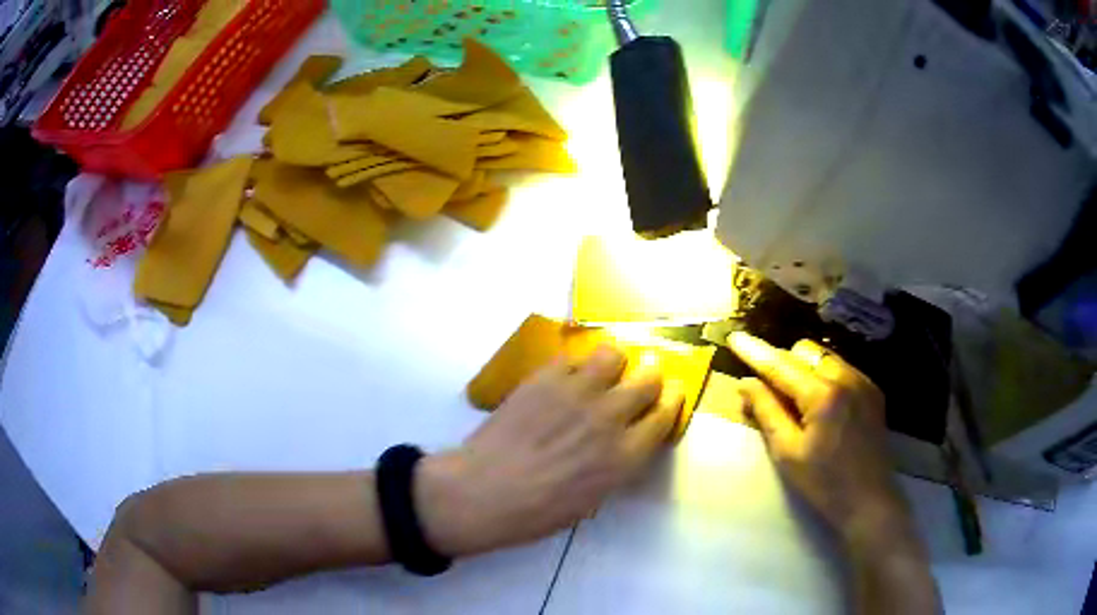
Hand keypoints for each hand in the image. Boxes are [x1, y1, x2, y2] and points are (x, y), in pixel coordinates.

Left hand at [415, 345, 684, 556]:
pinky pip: (572, 358)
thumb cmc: (537, 512)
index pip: (665, 414)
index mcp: (626, 456)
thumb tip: (624, 441)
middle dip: (650, 377)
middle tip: (641, 378)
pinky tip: (563, 379)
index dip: (672, 400)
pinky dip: (574, 366)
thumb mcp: (592, 498)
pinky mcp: (545, 378)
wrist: (484, 491)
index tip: (671, 393)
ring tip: (602, 372)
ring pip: (613, 354)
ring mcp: (577, 392)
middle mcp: (610, 417)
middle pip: (648, 378)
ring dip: (613, 363)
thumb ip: (616, 464)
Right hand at [727, 332, 914, 551]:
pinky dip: (824, 377)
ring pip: (824, 357)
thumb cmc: (823, 483)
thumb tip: (746, 383)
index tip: (735, 337)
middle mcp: (846, 377)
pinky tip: (821, 406)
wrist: (869, 500)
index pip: (781, 365)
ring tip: (796, 400)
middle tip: (768, 390)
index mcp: (822, 394)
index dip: (756, 352)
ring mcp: (863, 382)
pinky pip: (842, 369)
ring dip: (804, 369)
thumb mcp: (787, 453)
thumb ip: (767, 412)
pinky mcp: (873, 391)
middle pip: (805, 352)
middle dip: (782, 363)